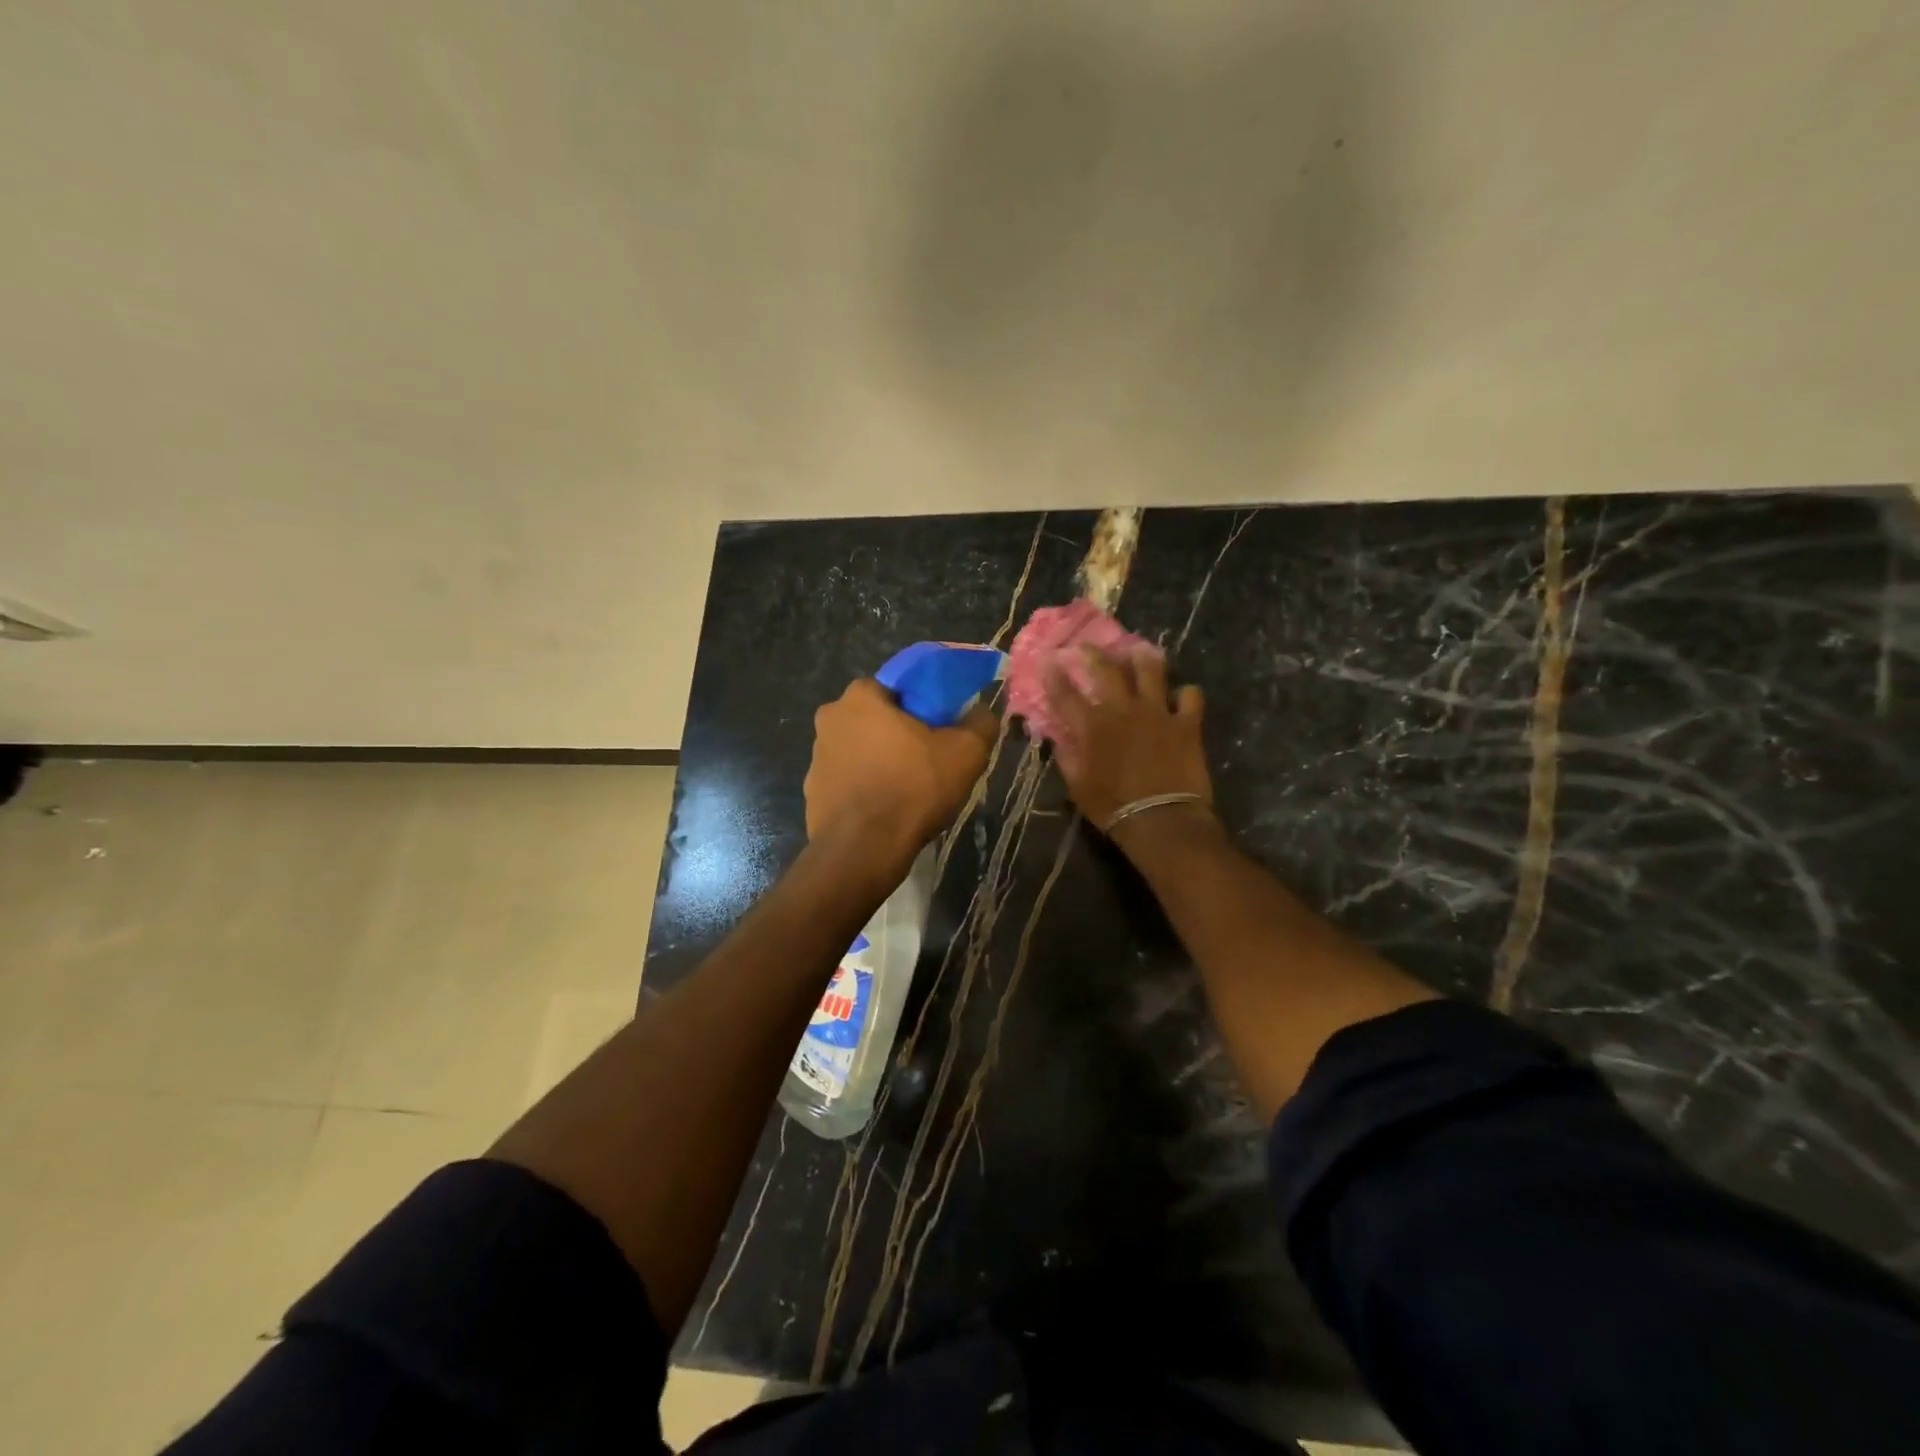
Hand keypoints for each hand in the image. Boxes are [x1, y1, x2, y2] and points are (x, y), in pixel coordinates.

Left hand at [805, 678, 997, 873]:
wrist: (863, 850)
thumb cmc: (913, 789)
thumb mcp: (966, 752)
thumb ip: (980, 722)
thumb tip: (981, 712)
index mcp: (861, 696)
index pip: (897, 685)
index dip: (923, 703)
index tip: (941, 726)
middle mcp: (830, 719)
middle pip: (876, 717)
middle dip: (900, 732)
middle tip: (929, 757)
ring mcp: (816, 757)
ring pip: (860, 749)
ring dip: (881, 760)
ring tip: (909, 787)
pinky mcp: (812, 792)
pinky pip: (848, 780)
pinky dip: (866, 788)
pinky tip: (887, 808)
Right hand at [1044, 646, 1213, 831]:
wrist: (1162, 820)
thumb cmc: (1113, 808)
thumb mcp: (1078, 787)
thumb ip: (1067, 758)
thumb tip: (1059, 740)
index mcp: (1092, 726)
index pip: (1066, 695)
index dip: (1054, 676)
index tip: (1048, 661)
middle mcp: (1123, 710)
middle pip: (1106, 670)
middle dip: (1093, 654)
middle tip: (1086, 646)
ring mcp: (1158, 712)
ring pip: (1150, 671)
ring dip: (1142, 658)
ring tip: (1138, 650)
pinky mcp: (1186, 723)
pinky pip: (1190, 696)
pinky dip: (1185, 694)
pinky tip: (1181, 696)